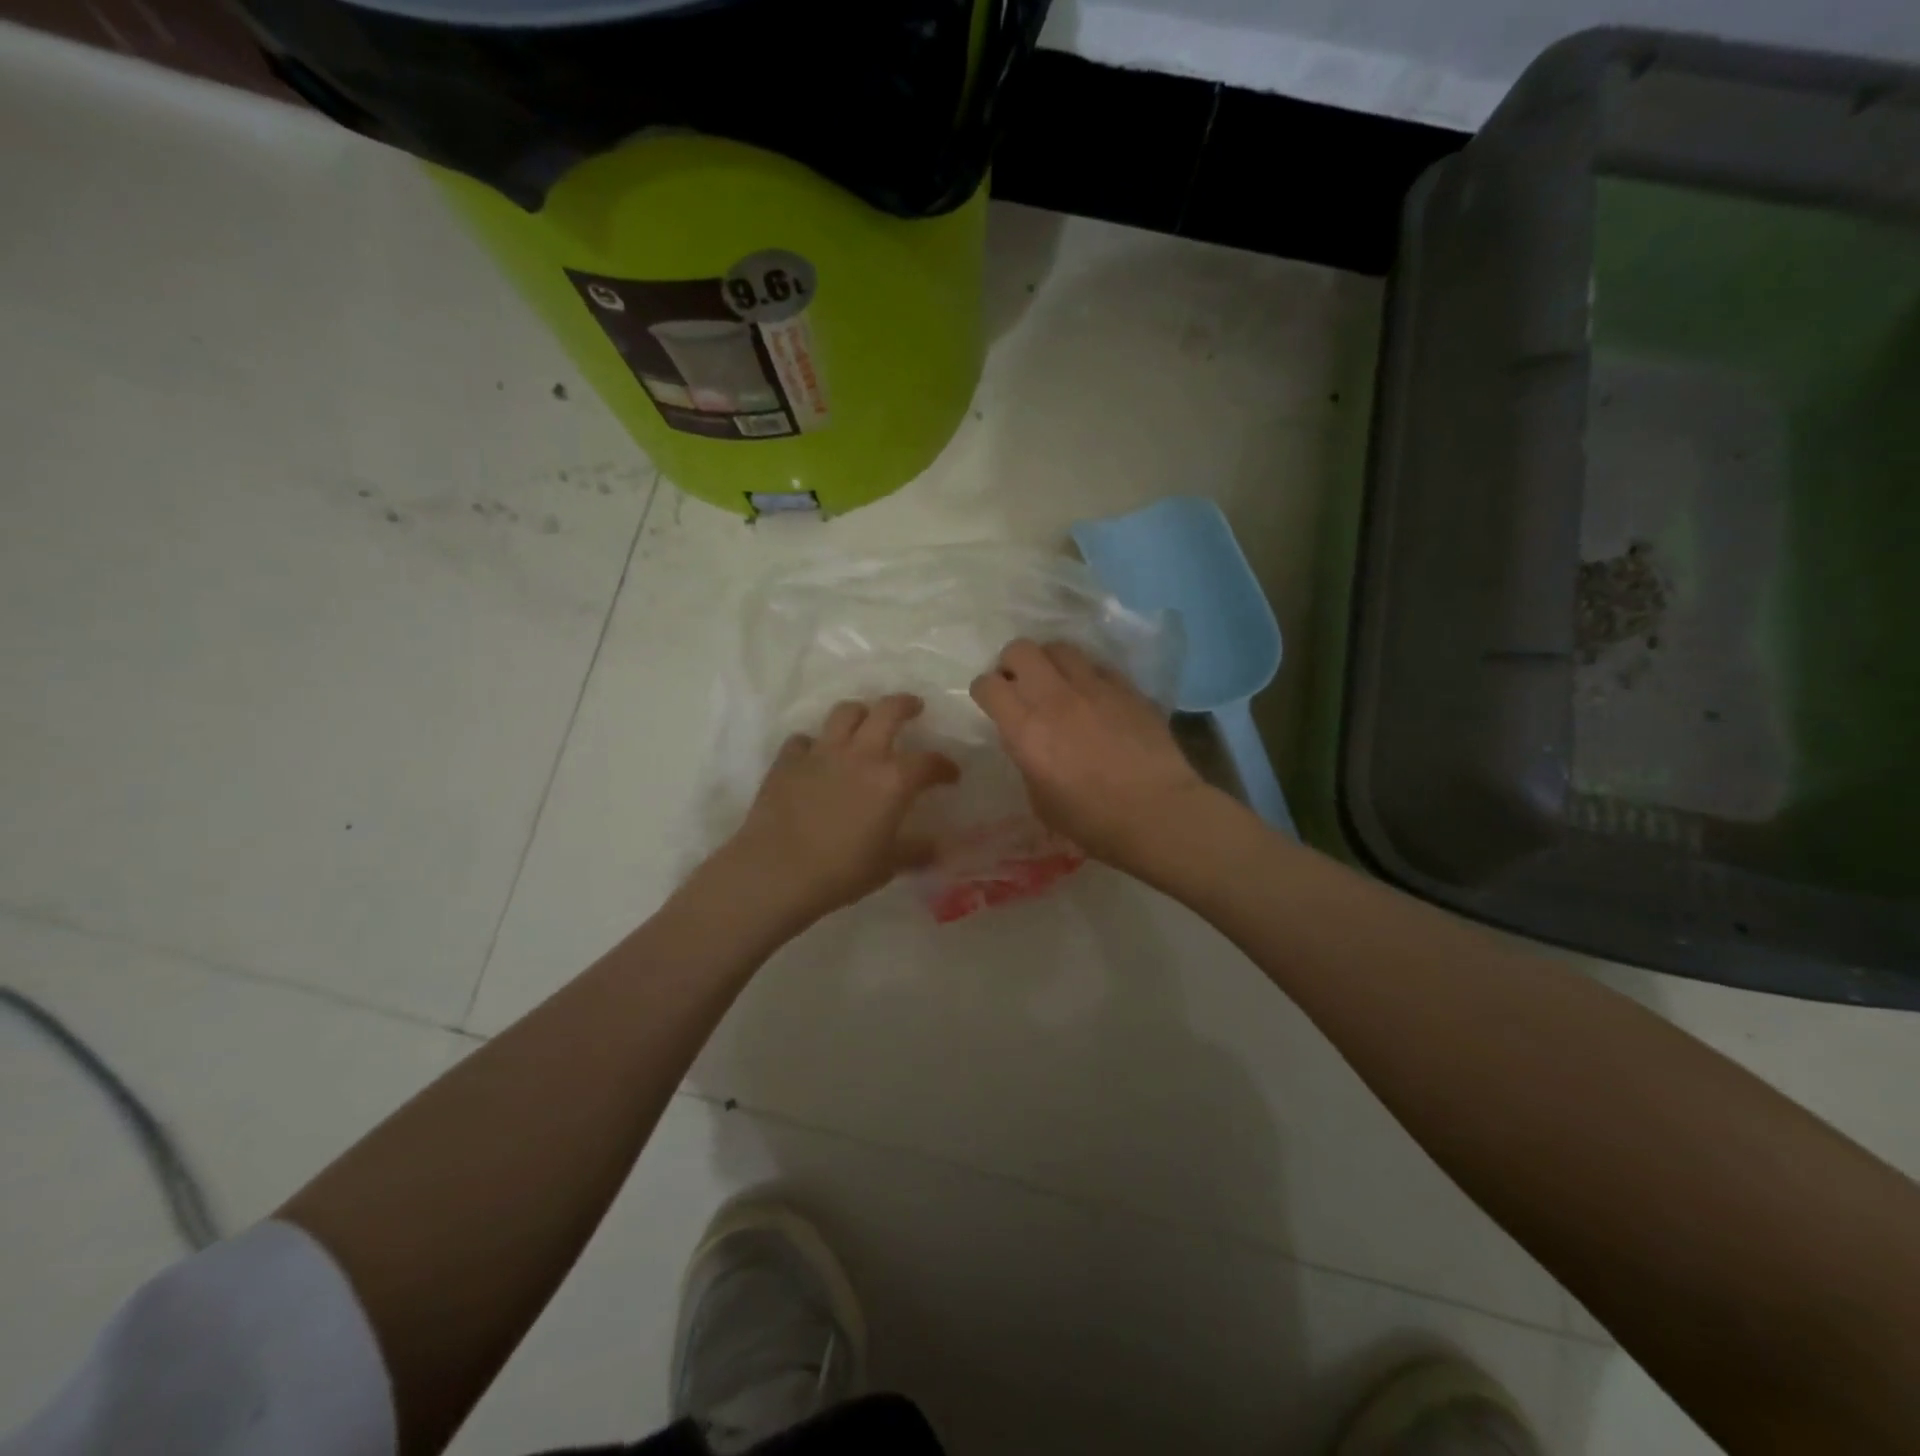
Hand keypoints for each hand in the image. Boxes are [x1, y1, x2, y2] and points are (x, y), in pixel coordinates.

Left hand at [721, 694, 959, 926]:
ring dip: (860, 713)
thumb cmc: (840, 872)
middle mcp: (860, 755)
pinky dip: (814, 744)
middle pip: (888, 711)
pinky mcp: (787, 761)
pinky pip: (804, 739)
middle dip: (905, 705)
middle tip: (913, 708)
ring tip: (865, 723)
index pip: (928, 761)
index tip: (951, 775)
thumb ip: (917, 851)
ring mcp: (820, 753)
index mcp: (892, 780)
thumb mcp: (888, 866)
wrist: (775, 873)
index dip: (944, 765)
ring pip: (844, 713)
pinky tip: (816, 758)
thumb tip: (940, 848)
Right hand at [970, 639, 1215, 868]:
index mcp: (1025, 729)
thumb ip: (1027, 760)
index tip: (992, 703)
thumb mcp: (1040, 800)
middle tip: (1020, 685)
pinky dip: (1087, 675)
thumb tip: (1028, 741)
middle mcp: (1054, 698)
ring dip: (1050, 663)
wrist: (1157, 813)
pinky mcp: (1126, 687)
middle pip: (1020, 650)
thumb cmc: (1092, 821)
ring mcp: (1093, 687)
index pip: (988, 685)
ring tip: (1056, 683)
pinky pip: (1097, 666)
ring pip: (1059, 647)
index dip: (985, 691)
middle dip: (1012, 664)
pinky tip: (1094, 697)